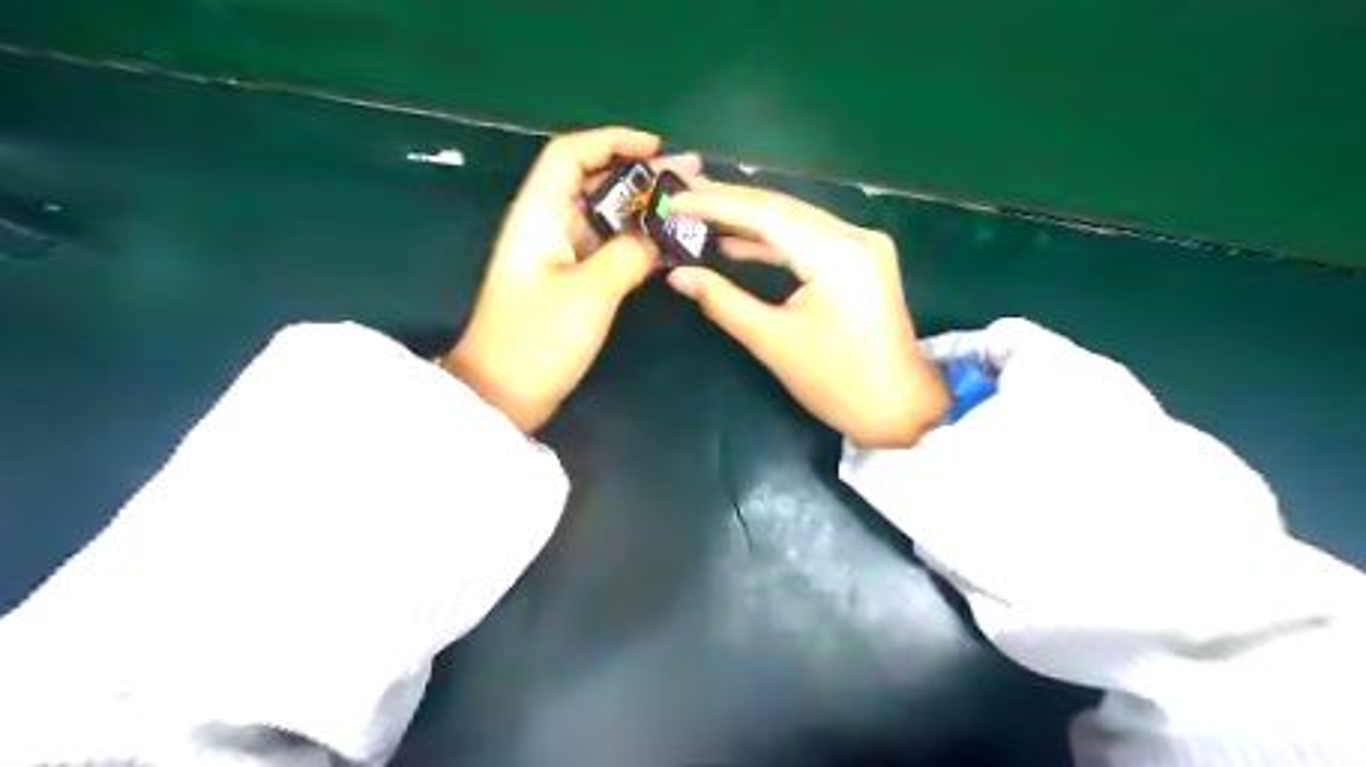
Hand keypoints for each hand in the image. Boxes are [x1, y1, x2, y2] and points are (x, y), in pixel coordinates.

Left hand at [449, 130, 704, 433]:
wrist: (504, 394)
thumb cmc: (538, 339)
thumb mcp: (590, 293)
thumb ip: (629, 255)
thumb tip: (657, 239)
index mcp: (539, 215)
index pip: (571, 154)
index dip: (612, 141)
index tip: (657, 148)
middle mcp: (547, 226)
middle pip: (594, 182)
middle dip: (641, 175)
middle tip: (691, 179)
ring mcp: (559, 255)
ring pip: (605, 217)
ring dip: (643, 209)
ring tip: (690, 209)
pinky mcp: (570, 282)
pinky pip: (608, 249)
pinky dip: (637, 243)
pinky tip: (670, 247)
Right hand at [666, 179, 945, 445]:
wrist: (899, 408)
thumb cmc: (836, 382)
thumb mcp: (772, 341)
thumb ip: (723, 301)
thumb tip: (678, 275)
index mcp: (836, 254)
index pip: (767, 213)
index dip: (717, 204)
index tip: (675, 201)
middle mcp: (854, 236)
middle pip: (783, 207)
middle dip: (731, 202)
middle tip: (683, 196)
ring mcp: (863, 245)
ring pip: (796, 220)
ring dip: (750, 218)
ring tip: (702, 213)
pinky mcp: (862, 259)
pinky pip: (811, 238)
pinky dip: (774, 240)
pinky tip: (739, 243)